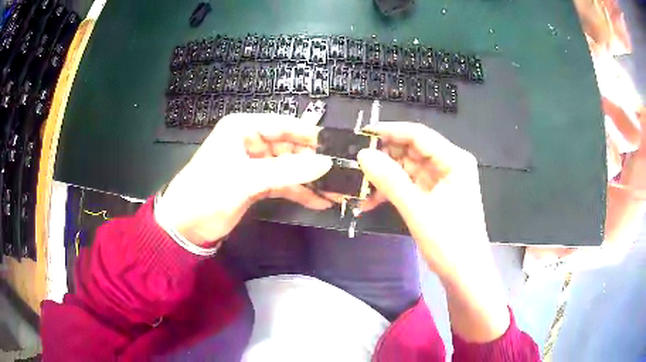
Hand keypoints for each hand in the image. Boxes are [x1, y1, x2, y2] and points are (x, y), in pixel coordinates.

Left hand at [155, 113, 332, 245]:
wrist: (184, 226)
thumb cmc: (208, 193)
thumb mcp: (246, 180)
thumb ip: (287, 171)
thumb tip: (326, 163)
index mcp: (243, 128)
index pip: (284, 125)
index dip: (311, 135)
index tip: (338, 147)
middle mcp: (251, 141)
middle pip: (290, 147)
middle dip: (314, 162)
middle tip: (342, 175)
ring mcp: (255, 163)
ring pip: (289, 167)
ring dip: (310, 180)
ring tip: (338, 191)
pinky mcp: (257, 183)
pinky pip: (283, 183)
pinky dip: (299, 192)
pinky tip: (320, 201)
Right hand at [358, 122, 509, 341]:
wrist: (464, 275)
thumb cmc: (450, 242)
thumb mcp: (418, 210)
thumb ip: (390, 181)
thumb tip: (363, 155)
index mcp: (454, 161)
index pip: (419, 135)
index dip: (390, 131)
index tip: (362, 133)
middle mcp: (449, 165)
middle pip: (411, 150)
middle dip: (384, 156)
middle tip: (355, 162)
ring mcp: (441, 181)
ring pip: (407, 168)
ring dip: (384, 176)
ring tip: (358, 185)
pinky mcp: (433, 196)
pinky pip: (408, 185)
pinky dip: (391, 191)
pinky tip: (370, 201)